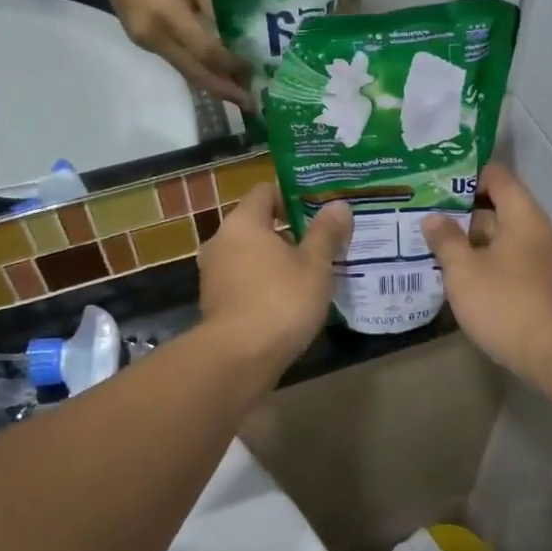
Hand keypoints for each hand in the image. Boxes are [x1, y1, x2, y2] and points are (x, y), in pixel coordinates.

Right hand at [97, 0, 250, 106]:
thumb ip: (212, 4)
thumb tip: (236, 35)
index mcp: (168, 15)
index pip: (205, 51)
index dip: (230, 64)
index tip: (253, 71)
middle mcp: (155, 37)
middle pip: (194, 73)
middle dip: (223, 89)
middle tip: (250, 102)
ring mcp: (146, 43)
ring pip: (185, 71)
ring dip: (211, 82)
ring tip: (238, 89)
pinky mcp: (142, 43)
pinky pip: (175, 61)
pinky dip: (197, 68)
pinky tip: (215, 70)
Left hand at [199, 183, 351, 382]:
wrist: (238, 359)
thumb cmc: (280, 301)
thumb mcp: (314, 266)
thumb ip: (326, 233)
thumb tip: (339, 205)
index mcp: (242, 223)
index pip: (265, 192)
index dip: (292, 195)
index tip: (318, 209)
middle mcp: (220, 241)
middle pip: (257, 224)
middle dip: (288, 231)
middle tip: (321, 242)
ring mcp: (213, 274)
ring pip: (250, 255)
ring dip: (276, 260)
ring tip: (310, 274)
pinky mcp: (214, 303)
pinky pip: (243, 281)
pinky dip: (263, 284)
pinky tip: (289, 301)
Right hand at [422, 163, 551, 385]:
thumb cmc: (506, 304)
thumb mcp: (464, 271)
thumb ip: (446, 240)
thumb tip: (433, 218)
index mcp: (523, 217)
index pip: (498, 177)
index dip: (468, 175)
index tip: (436, 183)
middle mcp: (538, 233)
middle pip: (499, 209)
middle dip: (462, 214)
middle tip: (425, 217)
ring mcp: (544, 262)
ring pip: (502, 240)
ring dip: (472, 243)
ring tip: (435, 248)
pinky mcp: (543, 288)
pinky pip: (510, 264)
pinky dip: (486, 264)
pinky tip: (461, 279)